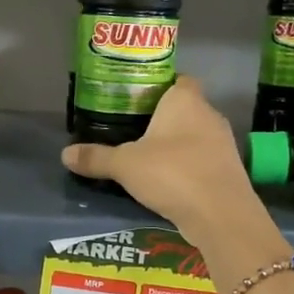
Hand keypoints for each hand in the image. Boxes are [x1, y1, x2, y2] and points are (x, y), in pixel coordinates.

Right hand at [60, 76, 260, 245]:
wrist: (220, 214)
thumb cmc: (172, 173)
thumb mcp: (124, 165)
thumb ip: (96, 157)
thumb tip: (65, 154)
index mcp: (185, 100)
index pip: (177, 79)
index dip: (158, 86)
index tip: (136, 100)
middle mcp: (209, 114)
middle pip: (184, 108)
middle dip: (162, 119)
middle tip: (132, 130)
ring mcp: (223, 143)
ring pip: (194, 135)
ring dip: (175, 145)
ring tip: (146, 158)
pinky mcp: (228, 170)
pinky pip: (202, 160)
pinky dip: (187, 167)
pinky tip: (167, 182)